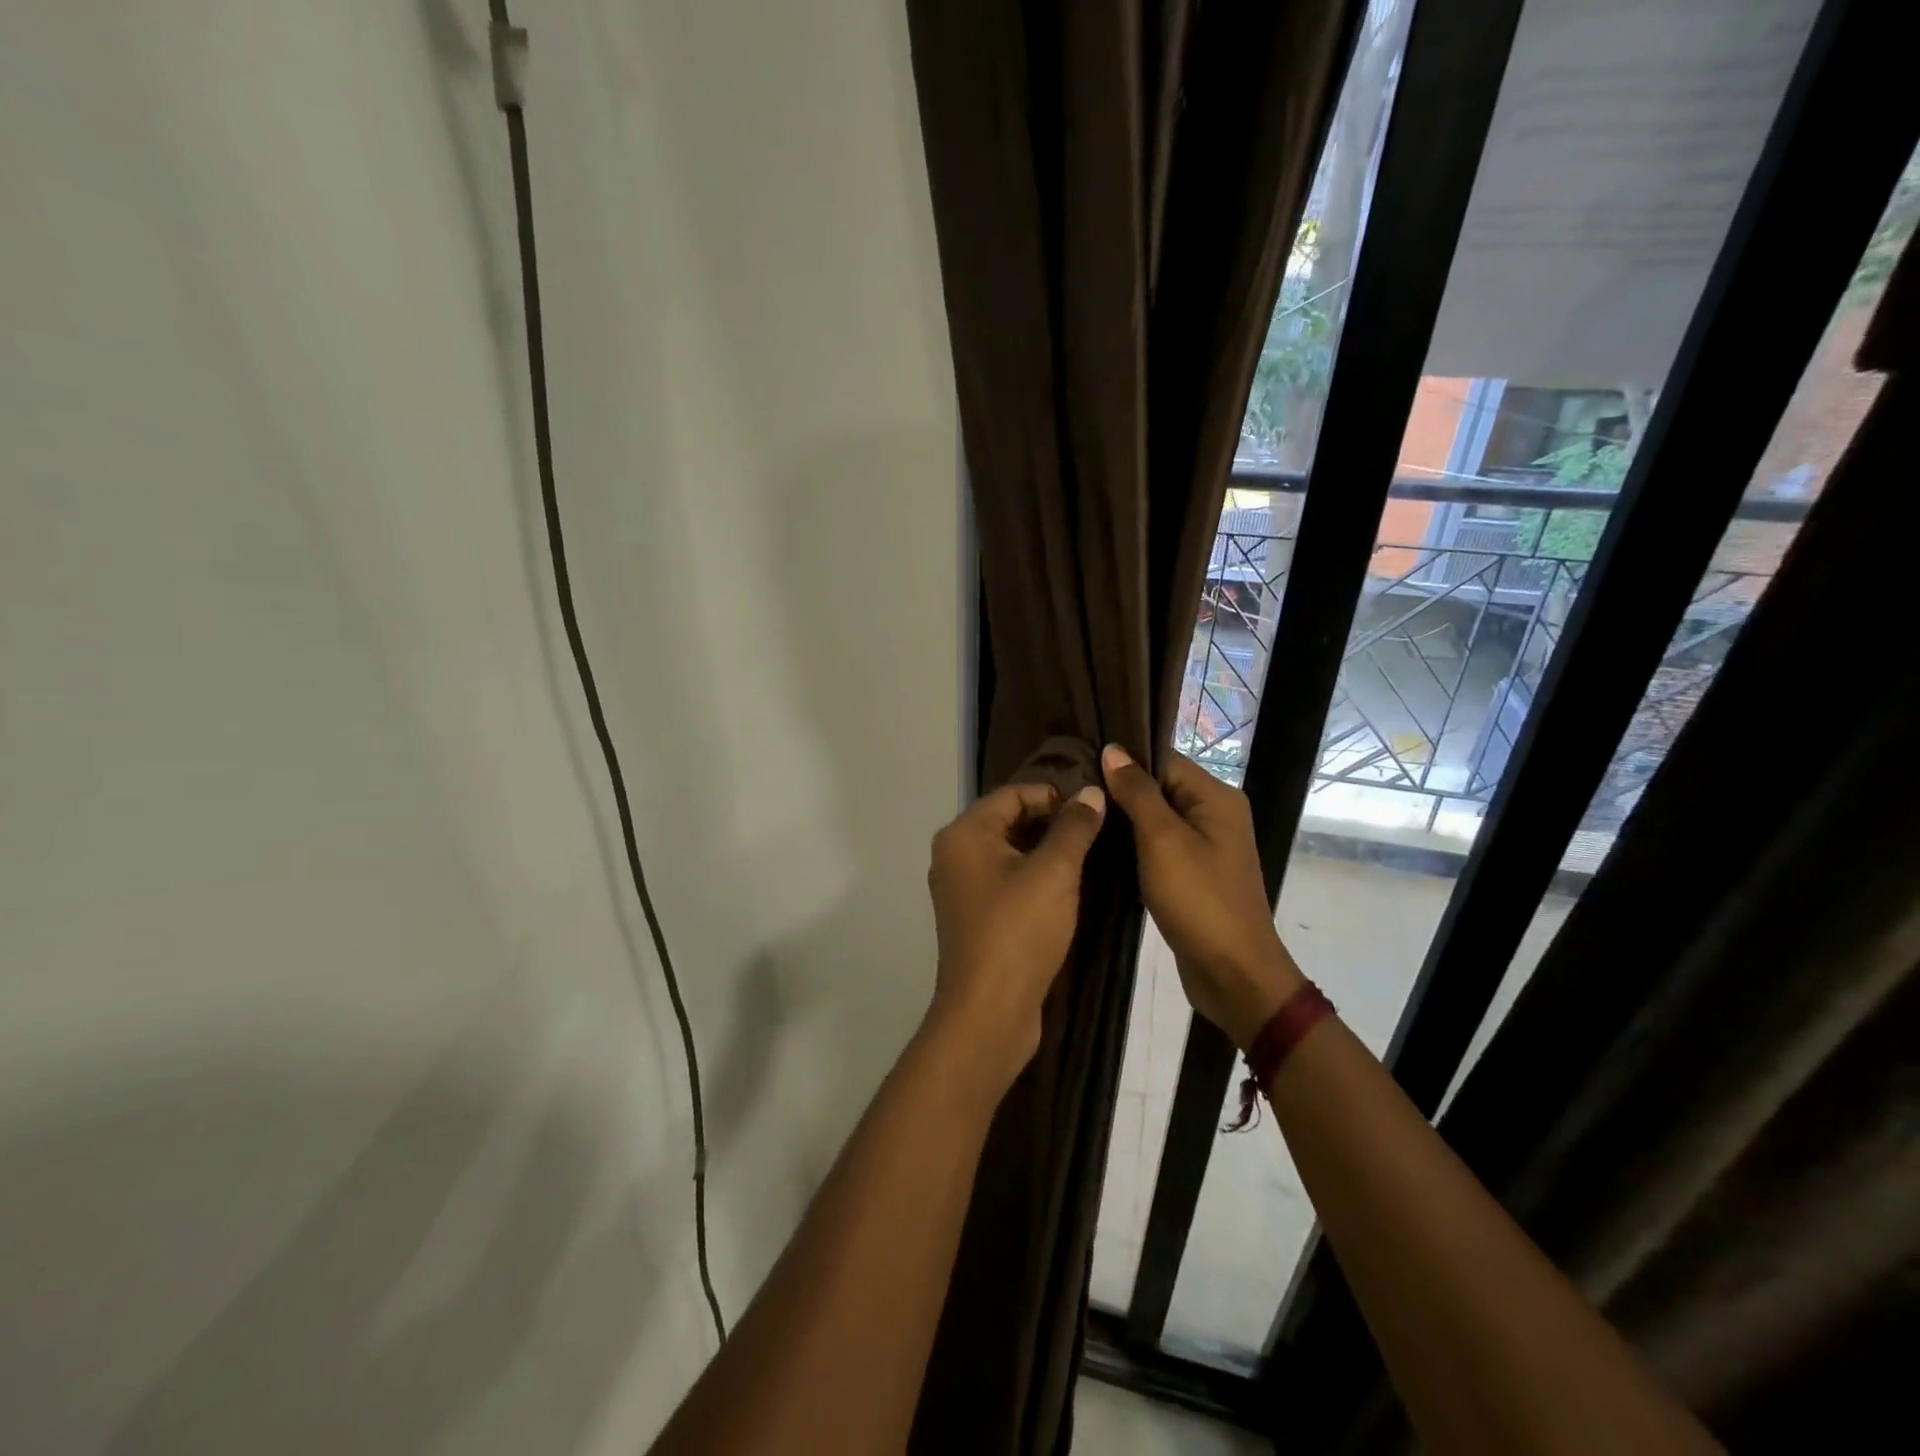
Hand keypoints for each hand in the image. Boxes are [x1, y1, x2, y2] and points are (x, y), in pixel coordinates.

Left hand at [924, 781, 1106, 1097]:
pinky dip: (1033, 877)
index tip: (1095, 810)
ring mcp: (960, 888)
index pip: (1014, 793)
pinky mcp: (973, 916)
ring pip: (1009, 852)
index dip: (1056, 796)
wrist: (988, 1012)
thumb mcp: (1054, 872)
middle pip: (1009, 820)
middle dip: (1052, 822)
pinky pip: (1006, 880)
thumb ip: (1074, 827)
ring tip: (1088, 858)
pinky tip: (1066, 889)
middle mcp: (954, 854)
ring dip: (1046, 851)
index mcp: (964, 833)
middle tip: (1097, 833)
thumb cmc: (1019, 931)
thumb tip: (1091, 793)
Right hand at [1101, 744, 1302, 1048]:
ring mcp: (1207, 846)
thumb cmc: (1199, 900)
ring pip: (1157, 818)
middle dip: (1119, 791)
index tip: (1078, 767)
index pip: (1163, 760)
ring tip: (1080, 818)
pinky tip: (1101, 849)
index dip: (1123, 762)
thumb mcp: (1162, 840)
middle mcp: (1215, 814)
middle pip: (1160, 787)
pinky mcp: (1195, 873)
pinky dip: (1134, 846)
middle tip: (1072, 795)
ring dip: (1124, 821)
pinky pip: (1160, 846)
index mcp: (1216, 797)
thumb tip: (1112, 749)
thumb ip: (1137, 792)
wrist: (1233, 973)